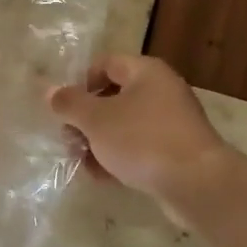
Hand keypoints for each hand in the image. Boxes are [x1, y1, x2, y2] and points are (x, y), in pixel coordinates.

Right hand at [47, 54, 231, 219]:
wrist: (197, 183)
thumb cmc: (142, 140)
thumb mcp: (96, 120)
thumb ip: (70, 104)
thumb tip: (49, 90)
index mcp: (146, 71)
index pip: (105, 63)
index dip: (81, 83)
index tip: (65, 110)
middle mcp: (162, 90)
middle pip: (114, 96)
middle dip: (87, 119)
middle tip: (70, 141)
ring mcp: (172, 121)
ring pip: (125, 125)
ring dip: (100, 142)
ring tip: (83, 164)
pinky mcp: (177, 150)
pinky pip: (141, 147)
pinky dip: (121, 158)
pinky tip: (104, 178)